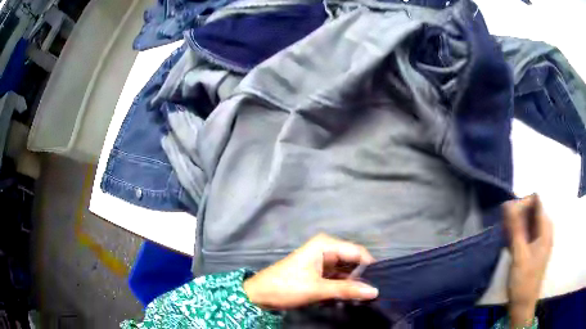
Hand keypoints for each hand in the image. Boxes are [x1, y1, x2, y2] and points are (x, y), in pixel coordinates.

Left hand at [243, 233, 378, 309]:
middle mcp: (326, 249)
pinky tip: (350, 296)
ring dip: (353, 283)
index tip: (380, 283)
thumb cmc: (286, 286)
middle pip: (353, 261)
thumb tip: (375, 291)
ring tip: (364, 297)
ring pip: (346, 270)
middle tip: (372, 293)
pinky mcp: (319, 272)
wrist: (260, 295)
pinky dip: (344, 286)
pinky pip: (338, 277)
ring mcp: (323, 260)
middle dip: (362, 276)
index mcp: (326, 245)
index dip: (370, 267)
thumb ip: (347, 289)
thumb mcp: (318, 289)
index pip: (358, 252)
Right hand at [504, 194, 552, 327]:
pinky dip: (517, 233)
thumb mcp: (519, 255)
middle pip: (533, 211)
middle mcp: (545, 230)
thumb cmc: (524, 280)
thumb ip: (516, 228)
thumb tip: (508, 204)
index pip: (537, 201)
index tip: (508, 211)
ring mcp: (540, 239)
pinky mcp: (534, 248)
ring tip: (505, 232)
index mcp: (546, 229)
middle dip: (518, 213)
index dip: (523, 202)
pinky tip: (509, 241)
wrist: (523, 304)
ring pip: (528, 222)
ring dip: (516, 224)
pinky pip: (526, 232)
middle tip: (505, 225)